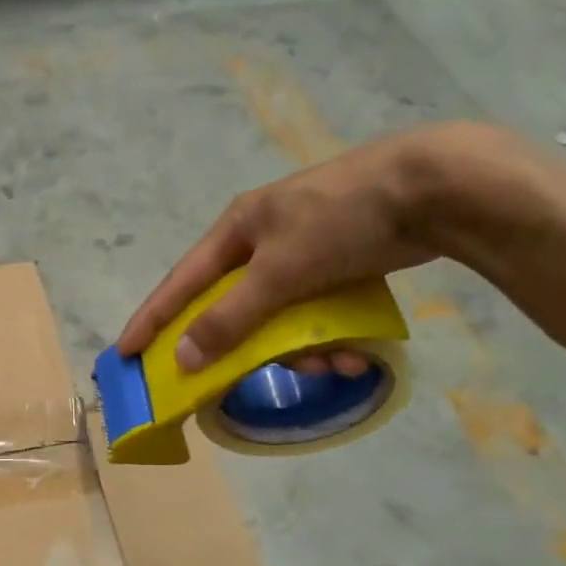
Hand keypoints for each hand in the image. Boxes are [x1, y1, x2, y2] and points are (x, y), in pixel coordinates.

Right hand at [117, 123, 528, 372]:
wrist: (439, 187)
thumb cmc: (343, 221)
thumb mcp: (279, 272)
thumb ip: (230, 317)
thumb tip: (183, 359)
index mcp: (237, 230)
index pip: (180, 283)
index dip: (152, 320)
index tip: (126, 353)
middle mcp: (263, 239)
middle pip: (234, 308)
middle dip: (250, 348)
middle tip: (250, 378)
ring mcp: (303, 249)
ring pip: (280, 316)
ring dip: (302, 349)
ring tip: (335, 364)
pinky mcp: (340, 261)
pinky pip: (316, 312)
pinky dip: (331, 335)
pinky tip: (357, 353)